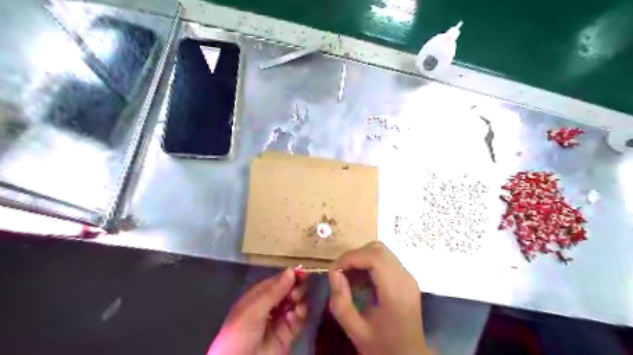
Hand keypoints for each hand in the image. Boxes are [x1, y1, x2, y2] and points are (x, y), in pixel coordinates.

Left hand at [209, 269, 306, 354]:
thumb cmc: (239, 334)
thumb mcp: (253, 310)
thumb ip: (274, 291)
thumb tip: (291, 271)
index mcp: (257, 297)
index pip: (276, 281)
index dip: (289, 276)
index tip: (302, 271)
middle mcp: (270, 306)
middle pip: (288, 291)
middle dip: (296, 287)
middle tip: (297, 292)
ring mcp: (279, 320)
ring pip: (295, 303)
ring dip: (299, 299)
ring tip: (297, 302)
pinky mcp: (287, 334)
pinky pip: (299, 319)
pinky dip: (301, 314)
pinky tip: (297, 314)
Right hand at [328, 241, 427, 354]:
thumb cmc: (382, 346)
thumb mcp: (355, 330)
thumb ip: (341, 302)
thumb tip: (333, 273)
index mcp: (395, 291)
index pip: (374, 257)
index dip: (351, 257)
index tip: (335, 270)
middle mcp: (405, 278)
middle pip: (378, 250)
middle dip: (355, 256)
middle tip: (341, 273)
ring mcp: (408, 277)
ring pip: (382, 252)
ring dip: (362, 259)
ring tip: (350, 278)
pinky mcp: (407, 278)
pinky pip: (386, 260)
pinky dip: (370, 264)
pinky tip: (362, 282)